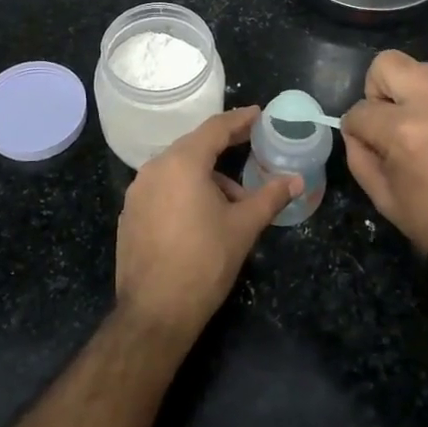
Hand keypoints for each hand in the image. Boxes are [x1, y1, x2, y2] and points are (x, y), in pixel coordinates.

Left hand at [115, 108, 301, 338]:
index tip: (258, 114)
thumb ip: (270, 197)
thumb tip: (297, 181)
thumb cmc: (204, 262)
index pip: (214, 129)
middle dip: (224, 149)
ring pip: (178, 170)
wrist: (155, 312)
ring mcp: (137, 192)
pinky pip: (163, 190)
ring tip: (234, 202)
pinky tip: (202, 217)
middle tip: (250, 147)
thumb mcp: (244, 226)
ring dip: (206, 177)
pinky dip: (185, 192)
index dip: (239, 120)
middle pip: (194, 147)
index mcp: (181, 163)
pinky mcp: (130, 214)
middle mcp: (154, 169)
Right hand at [342, 51, 427, 296]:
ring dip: (416, 93)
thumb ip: (359, 158)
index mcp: (404, 131)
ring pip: (423, 68)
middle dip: (379, 90)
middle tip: (393, 120)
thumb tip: (356, 132)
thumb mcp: (385, 201)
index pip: (359, 111)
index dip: (357, 130)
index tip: (369, 145)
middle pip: (387, 64)